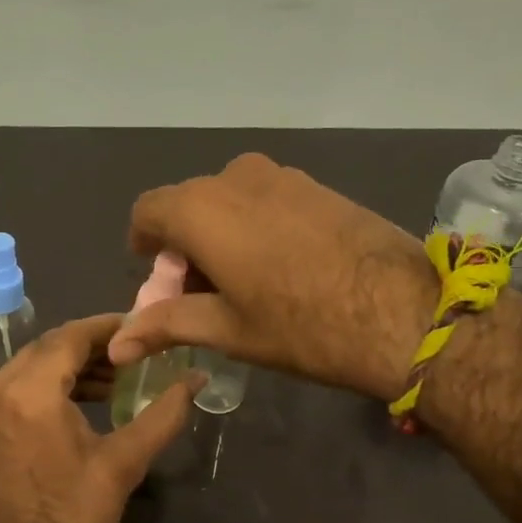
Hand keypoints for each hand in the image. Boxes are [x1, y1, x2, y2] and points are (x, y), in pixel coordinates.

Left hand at [0, 314, 195, 522]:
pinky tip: (86, 399)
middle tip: (135, 353)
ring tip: (118, 378)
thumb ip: (163, 415)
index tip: (142, 328)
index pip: (71, 337)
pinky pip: (18, 387)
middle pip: (49, 347)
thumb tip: (197, 380)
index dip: (109, 327)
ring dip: (72, 365)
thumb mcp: (123, 465)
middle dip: (93, 346)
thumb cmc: (71, 521)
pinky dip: (51, 384)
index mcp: (28, 393)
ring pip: (32, 365)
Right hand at [109, 153, 438, 401]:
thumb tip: (116, 345)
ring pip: (228, 201)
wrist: (405, 311)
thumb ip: (166, 324)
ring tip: (242, 286)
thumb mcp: (227, 330)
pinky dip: (254, 227)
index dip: (146, 247)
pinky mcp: (317, 186)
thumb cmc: (302, 326)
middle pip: (188, 206)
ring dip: (220, 237)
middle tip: (201, 297)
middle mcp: (235, 178)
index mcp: (202, 209)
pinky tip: (280, 269)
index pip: (148, 212)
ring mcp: (282, 177)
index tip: (160, 282)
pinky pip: (264, 199)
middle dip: (184, 248)